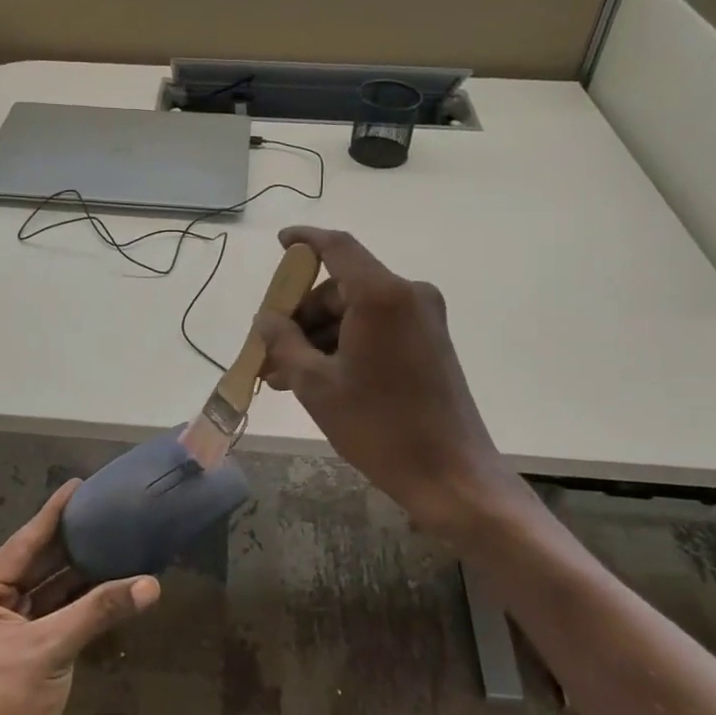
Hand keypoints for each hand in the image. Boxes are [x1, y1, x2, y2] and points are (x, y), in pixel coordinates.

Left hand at [0, 480, 159, 714]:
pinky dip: (84, 601)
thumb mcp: (50, 651)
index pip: (22, 544)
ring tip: (117, 538)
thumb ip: (99, 611)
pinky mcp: (28, 652)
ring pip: (51, 590)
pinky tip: (113, 582)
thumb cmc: (2, 707)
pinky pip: (59, 614)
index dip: (52, 515)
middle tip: (106, 509)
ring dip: (83, 572)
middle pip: (38, 564)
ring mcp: (9, 629)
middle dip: (72, 541)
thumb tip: (151, 584)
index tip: (78, 485)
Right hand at [254, 227, 516, 542]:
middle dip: (301, 315)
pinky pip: (376, 328)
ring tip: (284, 375)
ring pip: (356, 311)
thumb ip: (283, 341)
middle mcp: (408, 295)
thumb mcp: (316, 384)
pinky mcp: (430, 342)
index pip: (337, 247)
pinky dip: (345, 344)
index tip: (281, 243)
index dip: (305, 240)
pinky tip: (317, 377)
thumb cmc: (378, 425)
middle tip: (269, 348)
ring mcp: (423, 319)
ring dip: (319, 336)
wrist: (450, 475)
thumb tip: (265, 319)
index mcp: (381, 295)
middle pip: (341, 287)